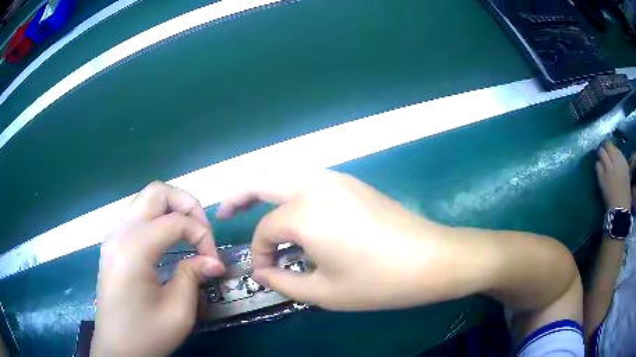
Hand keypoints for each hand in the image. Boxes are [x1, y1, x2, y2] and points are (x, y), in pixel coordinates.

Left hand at [91, 182, 224, 356]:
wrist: (116, 349)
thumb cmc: (145, 335)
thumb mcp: (178, 313)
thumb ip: (193, 277)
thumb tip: (213, 261)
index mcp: (133, 249)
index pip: (175, 221)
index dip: (202, 236)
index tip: (214, 262)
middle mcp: (119, 233)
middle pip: (156, 191)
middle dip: (186, 205)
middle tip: (202, 232)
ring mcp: (113, 237)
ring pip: (145, 200)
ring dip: (172, 210)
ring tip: (189, 236)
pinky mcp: (113, 245)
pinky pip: (137, 216)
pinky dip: (158, 220)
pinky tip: (169, 243)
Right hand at [217, 170, 482, 310]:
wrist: (431, 259)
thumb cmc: (378, 281)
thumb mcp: (324, 292)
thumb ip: (284, 282)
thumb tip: (262, 272)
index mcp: (303, 213)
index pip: (265, 232)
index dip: (259, 254)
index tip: (265, 273)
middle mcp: (315, 185)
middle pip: (262, 180)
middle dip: (238, 195)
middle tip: (224, 213)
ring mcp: (336, 179)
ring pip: (286, 173)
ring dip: (264, 187)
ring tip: (253, 208)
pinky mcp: (353, 182)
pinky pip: (309, 179)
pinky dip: (289, 190)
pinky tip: (293, 211)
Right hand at [596, 142, 631, 209]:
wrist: (621, 208)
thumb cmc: (610, 197)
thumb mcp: (602, 184)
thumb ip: (599, 170)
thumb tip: (598, 161)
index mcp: (608, 167)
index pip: (602, 151)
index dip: (599, 151)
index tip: (598, 154)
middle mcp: (616, 161)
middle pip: (610, 146)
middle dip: (606, 146)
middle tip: (604, 150)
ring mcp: (622, 163)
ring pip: (616, 149)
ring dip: (613, 150)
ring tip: (611, 154)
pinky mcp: (626, 166)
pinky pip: (622, 155)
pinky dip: (619, 155)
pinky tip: (618, 159)